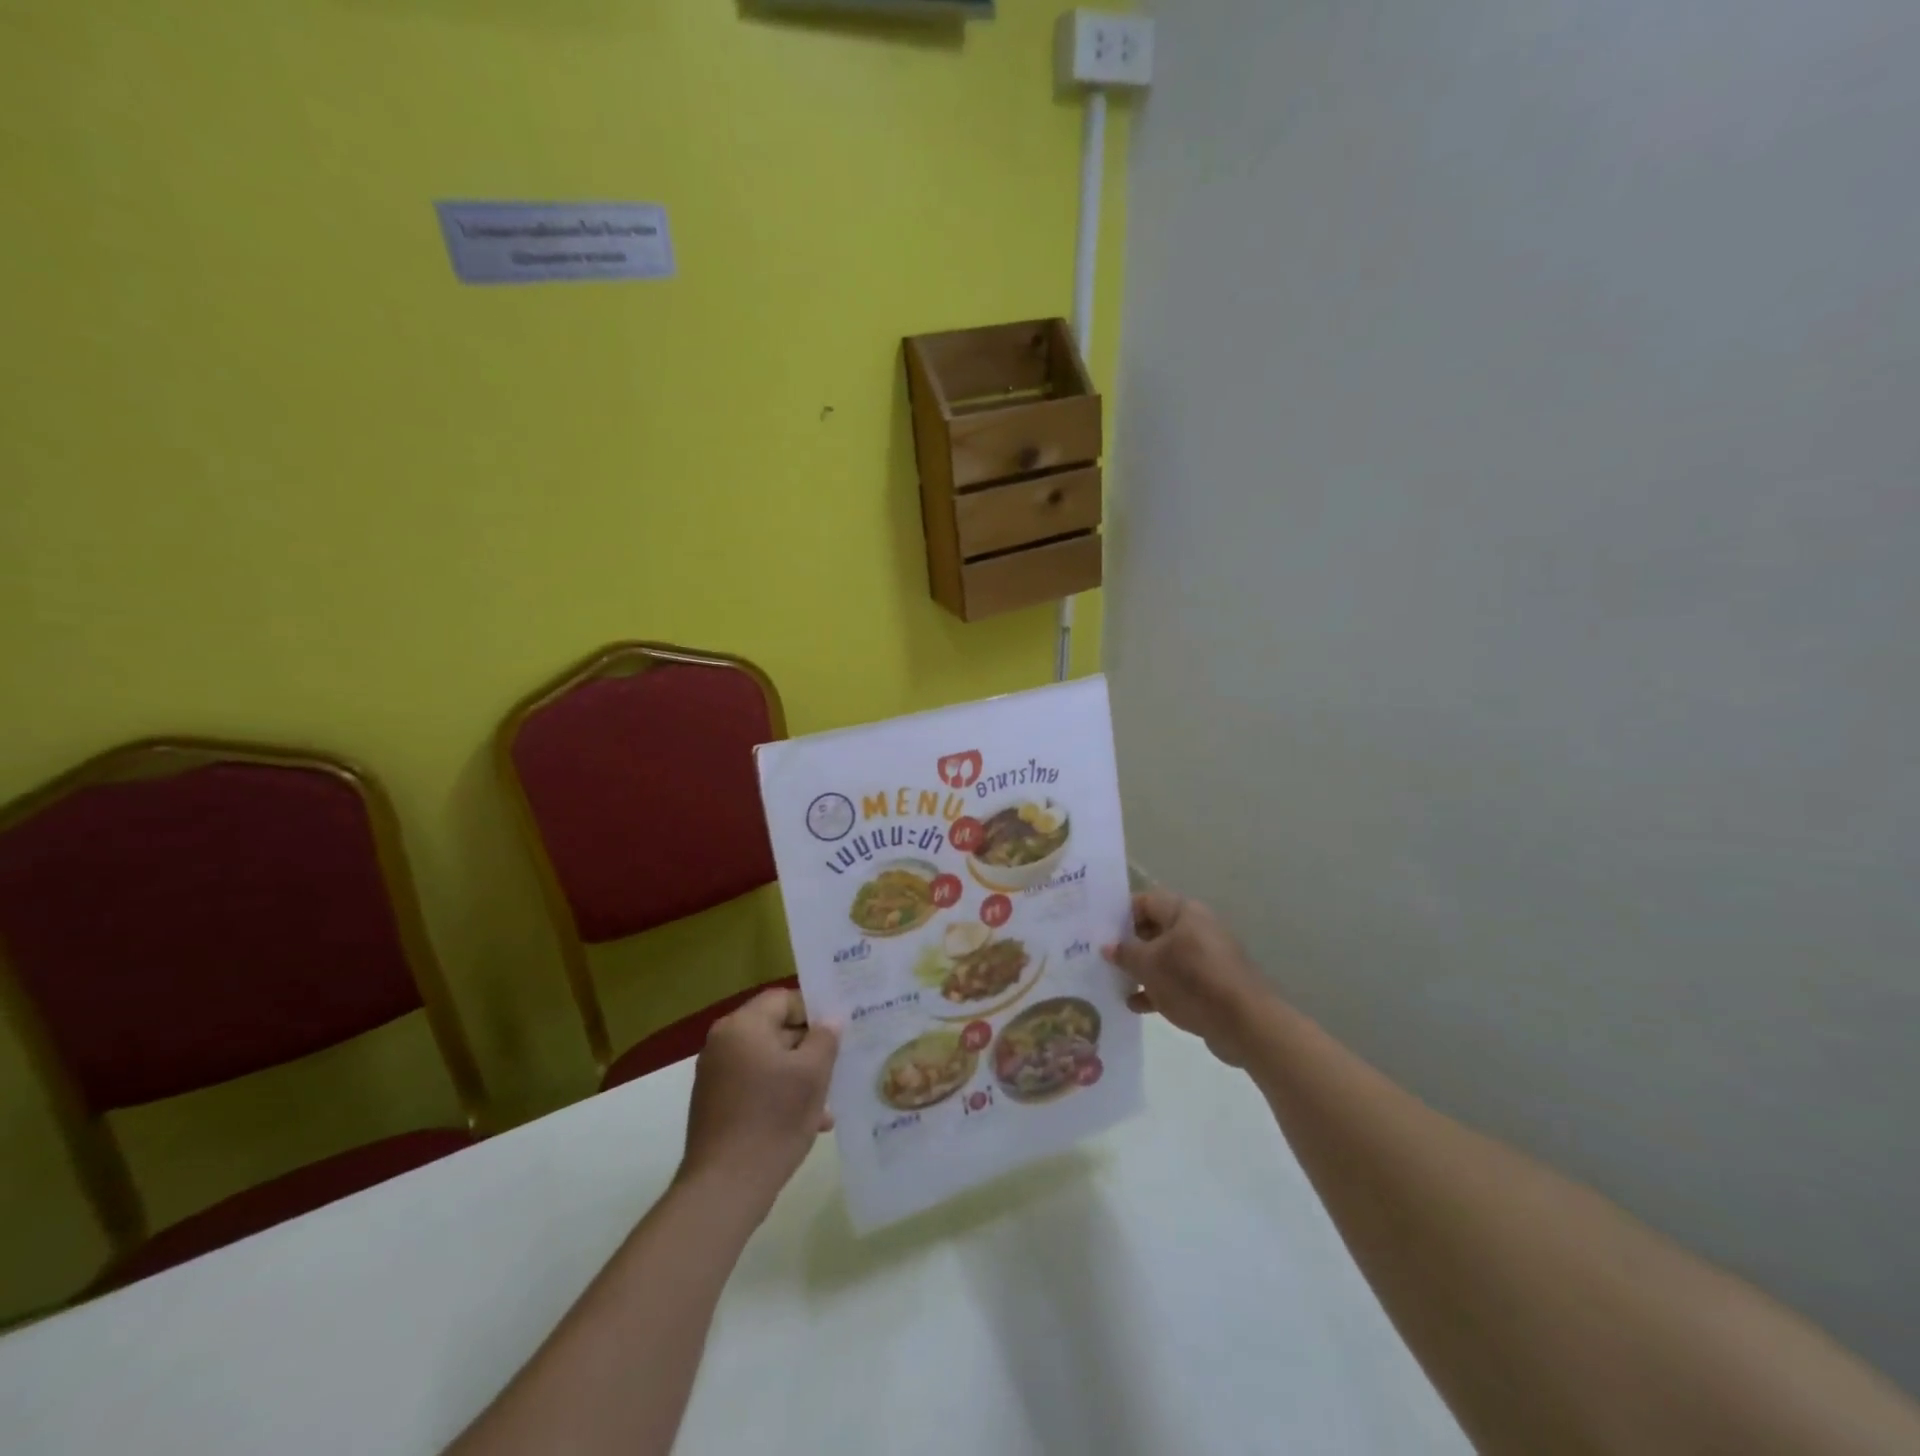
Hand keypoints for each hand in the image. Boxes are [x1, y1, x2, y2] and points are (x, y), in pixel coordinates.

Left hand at [677, 989, 837, 1213]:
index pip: (783, 999)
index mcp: (742, 1026)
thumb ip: (825, 1039)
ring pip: (768, 1061)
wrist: (724, 1188)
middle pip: (775, 1029)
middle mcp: (723, 1044)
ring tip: (828, 1101)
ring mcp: (716, 1076)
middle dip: (809, 1047)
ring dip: (798, 1075)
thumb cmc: (772, 1119)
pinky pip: (755, 1085)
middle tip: (838, 1064)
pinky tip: (809, 1122)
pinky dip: (779, 1095)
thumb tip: (830, 1021)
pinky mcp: (715, 1105)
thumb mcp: (812, 1074)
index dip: (814, 1011)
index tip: (839, 1032)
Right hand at [1103, 890, 1277, 1066]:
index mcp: (1184, 912)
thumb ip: (1125, 953)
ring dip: (1141, 969)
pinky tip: (1136, 1005)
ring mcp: (1205, 957)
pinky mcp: (1211, 984)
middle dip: (1128, 944)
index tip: (1098, 931)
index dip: (1120, 914)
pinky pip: (1177, 979)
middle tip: (1101, 958)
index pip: (1145, 901)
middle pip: (1154, 929)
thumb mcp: (1149, 965)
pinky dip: (1157, 988)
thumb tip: (1107, 946)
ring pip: (1164, 956)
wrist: (1245, 1024)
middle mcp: (1196, 928)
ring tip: (1114, 982)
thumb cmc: (1192, 981)